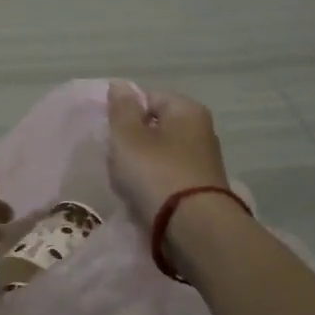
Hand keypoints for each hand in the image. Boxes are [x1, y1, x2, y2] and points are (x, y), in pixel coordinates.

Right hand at [106, 82, 231, 223]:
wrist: (193, 228)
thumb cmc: (156, 173)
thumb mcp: (127, 136)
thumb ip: (121, 109)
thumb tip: (120, 85)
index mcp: (187, 110)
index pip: (147, 98)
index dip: (124, 114)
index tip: (111, 135)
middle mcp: (201, 130)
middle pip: (152, 128)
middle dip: (131, 143)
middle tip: (117, 160)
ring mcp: (203, 162)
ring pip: (157, 155)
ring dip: (139, 167)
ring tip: (127, 184)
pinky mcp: (200, 189)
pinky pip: (166, 179)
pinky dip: (153, 186)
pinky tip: (142, 199)